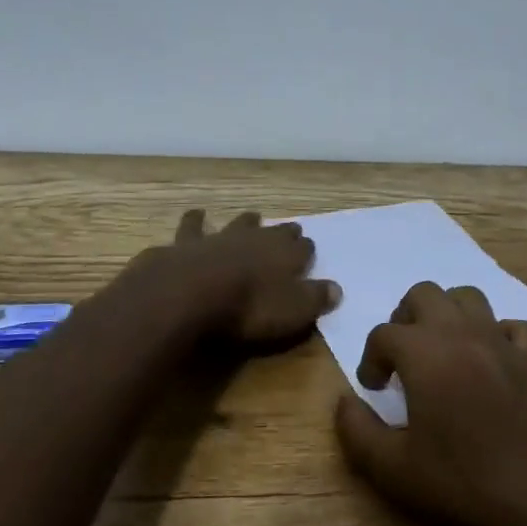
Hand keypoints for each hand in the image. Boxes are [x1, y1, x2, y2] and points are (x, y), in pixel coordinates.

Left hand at [124, 209, 340, 351]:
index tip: (309, 251)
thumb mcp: (293, 311)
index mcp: (285, 254)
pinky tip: (196, 214)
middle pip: (274, 231)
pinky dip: (196, 221)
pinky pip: (194, 227)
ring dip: (245, 221)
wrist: (190, 291)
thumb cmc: (249, 307)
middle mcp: (256, 238)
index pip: (304, 248)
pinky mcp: (188, 243)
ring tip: (251, 216)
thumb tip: (337, 289)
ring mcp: (221, 237)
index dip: (307, 250)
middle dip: (283, 231)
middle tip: (289, 229)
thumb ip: (316, 298)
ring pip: (238, 223)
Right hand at [334, 281, 526, 525]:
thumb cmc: (463, 483)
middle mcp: (461, 332)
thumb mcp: (393, 470)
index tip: (374, 387)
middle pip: (425, 294)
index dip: (371, 358)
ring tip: (443, 348)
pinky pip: (512, 326)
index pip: (384, 334)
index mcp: (423, 352)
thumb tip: (343, 401)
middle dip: (406, 318)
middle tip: (403, 356)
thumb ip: (358, 431)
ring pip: (469, 297)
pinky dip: (497, 335)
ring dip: (449, 314)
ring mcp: (502, 341)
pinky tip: (492, 361)